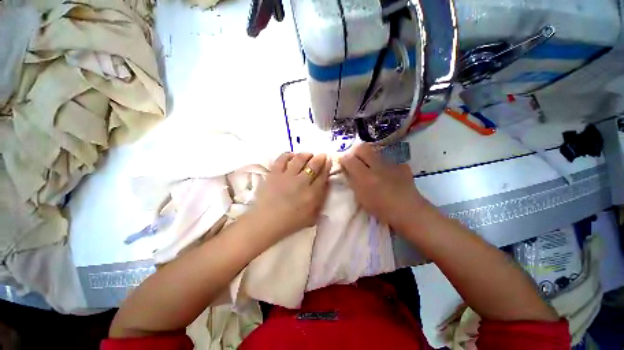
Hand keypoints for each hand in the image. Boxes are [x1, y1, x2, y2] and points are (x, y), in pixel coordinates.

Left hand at [250, 152, 330, 240]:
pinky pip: (282, 159)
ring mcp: (287, 176)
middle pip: (313, 165)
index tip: (329, 161)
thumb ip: (320, 201)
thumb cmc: (290, 223)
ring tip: (308, 154)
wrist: (266, 222)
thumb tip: (326, 185)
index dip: (327, 167)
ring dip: (306, 155)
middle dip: (320, 158)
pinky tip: (292, 155)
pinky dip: (288, 155)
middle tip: (322, 155)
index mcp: (312, 194)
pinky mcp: (274, 173)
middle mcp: (301, 182)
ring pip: (299, 159)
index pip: (322, 176)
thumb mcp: (311, 217)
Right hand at [339, 143, 427, 229]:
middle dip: (356, 152)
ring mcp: (391, 163)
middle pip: (362, 147)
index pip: (349, 159)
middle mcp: (378, 166)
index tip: (344, 163)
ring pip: (375, 152)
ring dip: (370, 157)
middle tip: (355, 160)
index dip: (344, 159)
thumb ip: (353, 181)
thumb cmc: (380, 208)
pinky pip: (388, 159)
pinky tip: (386, 173)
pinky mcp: (402, 165)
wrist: (407, 211)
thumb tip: (348, 169)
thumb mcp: (360, 197)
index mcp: (365, 176)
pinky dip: (383, 164)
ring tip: (371, 167)